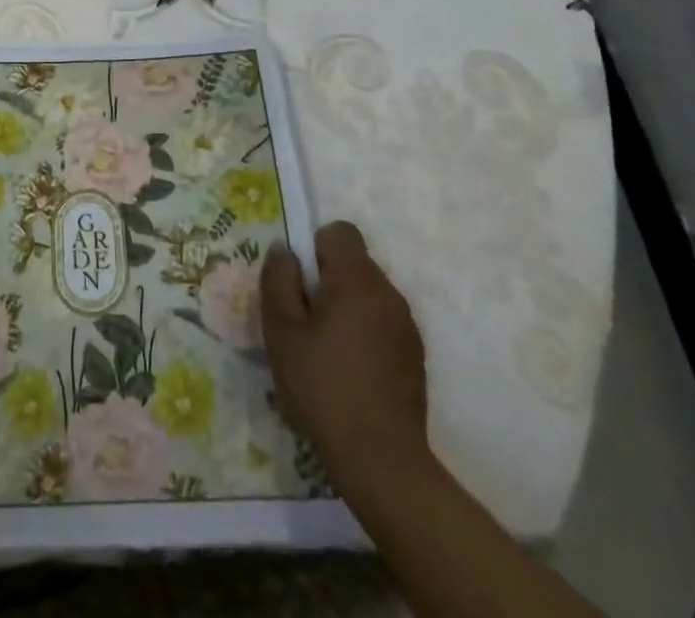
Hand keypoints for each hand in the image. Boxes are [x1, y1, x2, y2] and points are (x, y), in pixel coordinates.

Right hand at [262, 220, 431, 494]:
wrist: (381, 462)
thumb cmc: (323, 388)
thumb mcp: (282, 331)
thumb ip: (278, 280)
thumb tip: (283, 249)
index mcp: (357, 280)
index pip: (340, 232)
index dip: (315, 247)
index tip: (300, 283)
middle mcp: (389, 294)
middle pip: (354, 263)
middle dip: (327, 280)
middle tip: (305, 321)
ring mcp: (407, 327)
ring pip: (368, 295)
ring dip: (346, 308)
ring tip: (326, 350)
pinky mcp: (415, 357)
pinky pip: (382, 324)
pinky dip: (365, 333)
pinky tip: (350, 372)